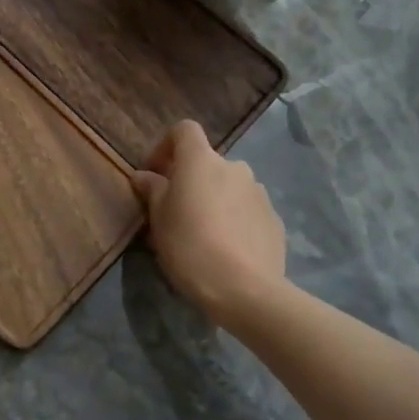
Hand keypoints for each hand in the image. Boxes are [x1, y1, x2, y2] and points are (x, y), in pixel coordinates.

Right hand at [132, 120, 286, 327]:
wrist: (246, 289)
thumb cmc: (190, 246)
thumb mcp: (159, 220)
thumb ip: (152, 191)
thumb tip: (144, 176)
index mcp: (201, 160)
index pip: (184, 130)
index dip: (166, 146)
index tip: (155, 173)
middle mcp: (234, 167)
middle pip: (207, 163)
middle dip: (191, 181)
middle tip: (176, 212)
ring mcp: (259, 192)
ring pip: (229, 187)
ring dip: (215, 200)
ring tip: (204, 234)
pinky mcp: (274, 219)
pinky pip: (247, 210)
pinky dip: (235, 220)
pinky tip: (228, 249)